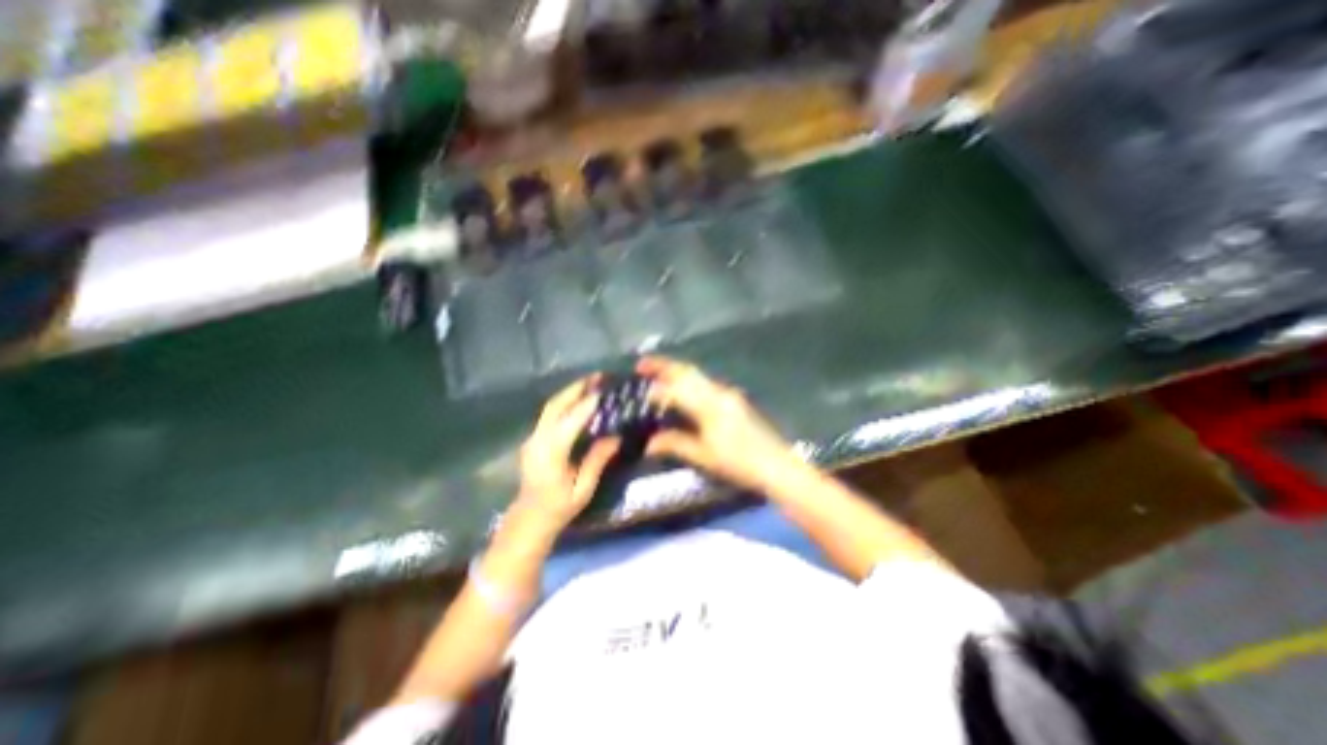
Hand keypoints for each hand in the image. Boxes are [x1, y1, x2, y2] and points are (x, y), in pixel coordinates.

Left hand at [514, 379, 625, 530]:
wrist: (529, 518)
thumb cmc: (559, 507)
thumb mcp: (583, 489)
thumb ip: (597, 460)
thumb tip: (615, 436)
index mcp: (551, 454)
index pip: (570, 422)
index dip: (587, 405)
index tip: (604, 391)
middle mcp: (538, 440)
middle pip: (556, 406)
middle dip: (576, 389)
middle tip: (598, 377)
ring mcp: (533, 438)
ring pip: (550, 407)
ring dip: (570, 392)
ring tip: (591, 382)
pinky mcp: (533, 438)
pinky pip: (549, 414)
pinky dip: (565, 401)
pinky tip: (578, 399)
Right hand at [637, 354, 804, 490]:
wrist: (775, 465)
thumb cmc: (738, 462)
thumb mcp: (703, 456)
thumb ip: (675, 443)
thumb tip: (649, 441)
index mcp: (708, 405)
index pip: (676, 389)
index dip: (656, 389)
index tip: (640, 392)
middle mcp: (717, 392)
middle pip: (687, 371)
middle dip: (664, 365)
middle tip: (641, 365)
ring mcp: (727, 394)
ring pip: (697, 375)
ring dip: (676, 371)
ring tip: (657, 374)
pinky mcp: (733, 399)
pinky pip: (705, 383)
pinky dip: (688, 381)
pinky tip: (682, 391)